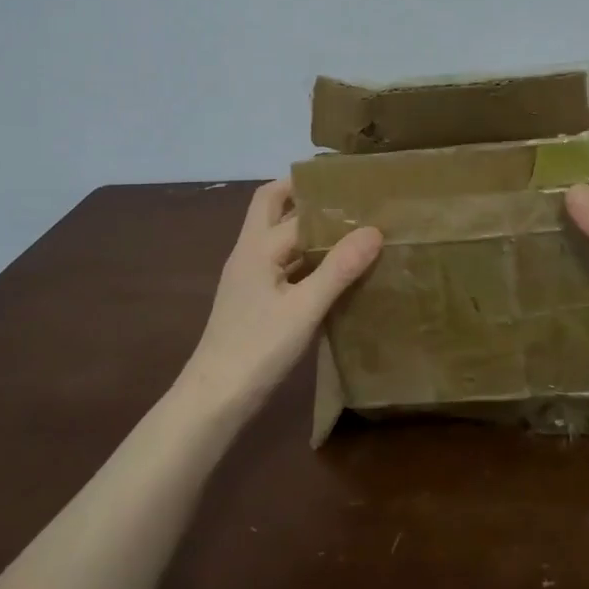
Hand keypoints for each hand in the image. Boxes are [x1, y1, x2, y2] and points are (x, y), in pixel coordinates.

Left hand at [174, 179, 381, 413]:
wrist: (215, 399)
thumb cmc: (258, 348)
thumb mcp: (305, 308)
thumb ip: (339, 268)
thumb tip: (374, 230)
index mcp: (258, 247)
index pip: (294, 206)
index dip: (326, 197)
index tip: (361, 190)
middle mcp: (249, 253)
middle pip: (272, 207)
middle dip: (304, 197)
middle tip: (346, 198)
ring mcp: (249, 276)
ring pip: (277, 237)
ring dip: (307, 228)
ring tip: (350, 230)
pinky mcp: (254, 299)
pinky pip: (282, 264)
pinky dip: (305, 258)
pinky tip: (332, 272)